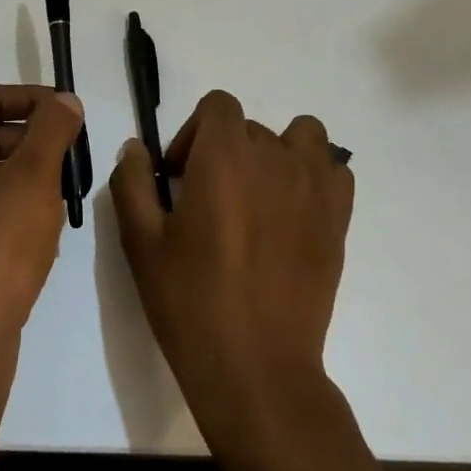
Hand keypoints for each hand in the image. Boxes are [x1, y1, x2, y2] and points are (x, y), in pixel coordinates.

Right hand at [110, 90, 353, 450]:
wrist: (256, 366)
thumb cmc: (190, 301)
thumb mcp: (140, 242)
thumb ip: (132, 182)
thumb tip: (136, 148)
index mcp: (224, 156)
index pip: (218, 105)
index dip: (193, 132)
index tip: (179, 176)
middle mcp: (274, 157)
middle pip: (250, 127)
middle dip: (224, 152)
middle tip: (208, 203)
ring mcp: (313, 186)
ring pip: (301, 136)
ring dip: (278, 151)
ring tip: (259, 195)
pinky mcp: (338, 218)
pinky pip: (334, 170)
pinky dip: (315, 176)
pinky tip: (293, 212)